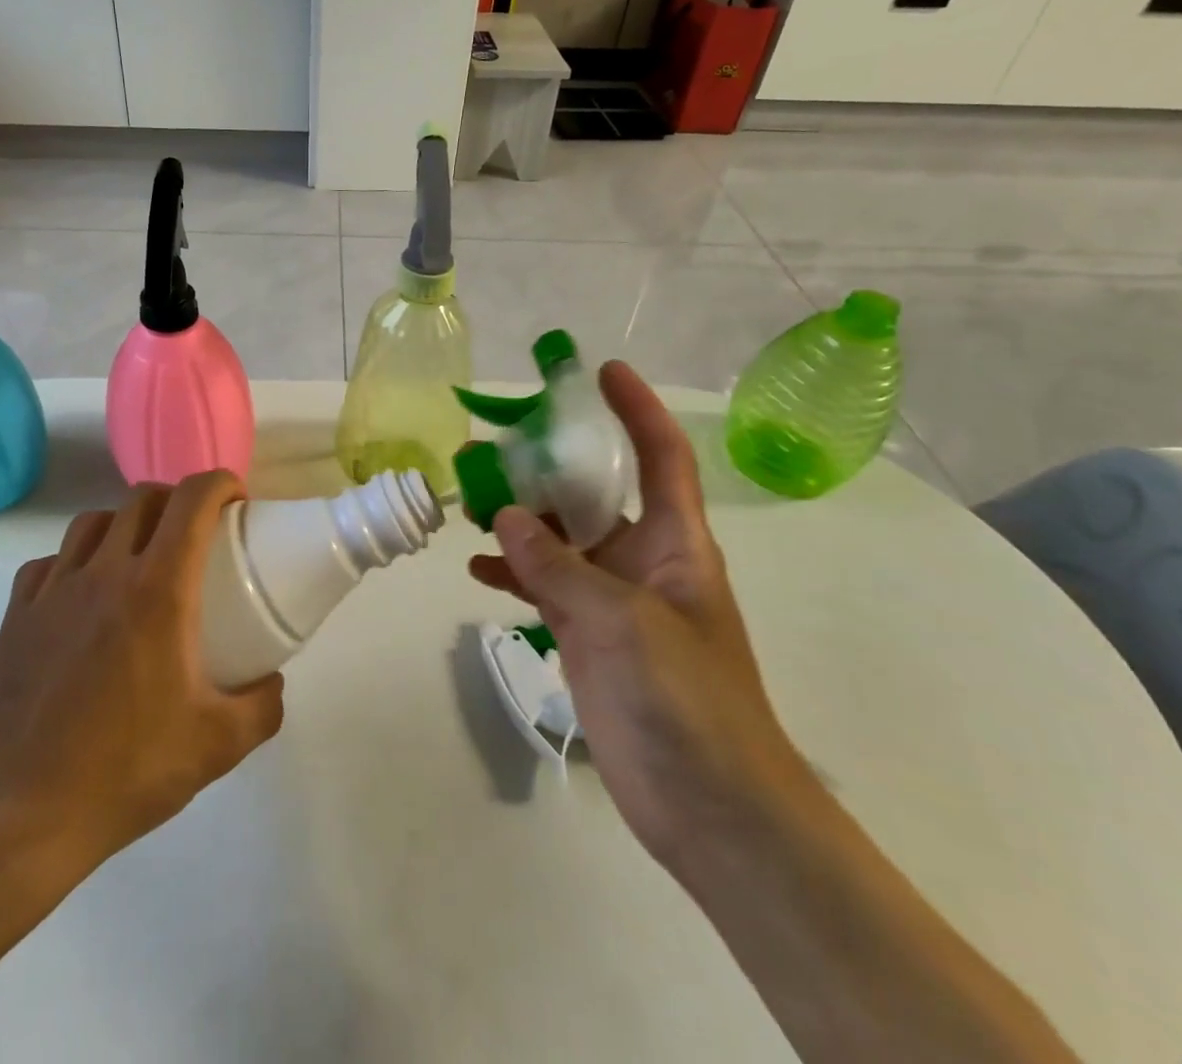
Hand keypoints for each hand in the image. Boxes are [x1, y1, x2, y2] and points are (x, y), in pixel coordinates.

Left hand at [0, 471, 284, 889]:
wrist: (21, 815)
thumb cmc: (127, 770)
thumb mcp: (217, 746)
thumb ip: (262, 707)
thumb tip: (272, 683)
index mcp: (157, 590)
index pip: (191, 501)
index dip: (220, 484)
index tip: (238, 501)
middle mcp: (104, 573)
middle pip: (142, 499)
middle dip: (177, 500)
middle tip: (197, 533)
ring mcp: (53, 590)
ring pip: (93, 522)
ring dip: (125, 523)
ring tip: (140, 557)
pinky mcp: (16, 615)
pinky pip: (50, 562)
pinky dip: (75, 561)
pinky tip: (83, 595)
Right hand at [470, 362, 815, 871]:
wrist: (713, 811)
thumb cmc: (685, 702)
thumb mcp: (620, 622)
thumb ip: (558, 567)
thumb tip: (505, 515)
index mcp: (674, 544)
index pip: (660, 457)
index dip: (636, 409)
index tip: (600, 370)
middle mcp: (643, 561)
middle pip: (594, 493)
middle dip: (548, 464)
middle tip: (490, 445)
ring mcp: (614, 602)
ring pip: (561, 540)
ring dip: (519, 520)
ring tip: (468, 502)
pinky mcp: (589, 638)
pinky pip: (546, 588)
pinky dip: (514, 574)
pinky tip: (475, 570)